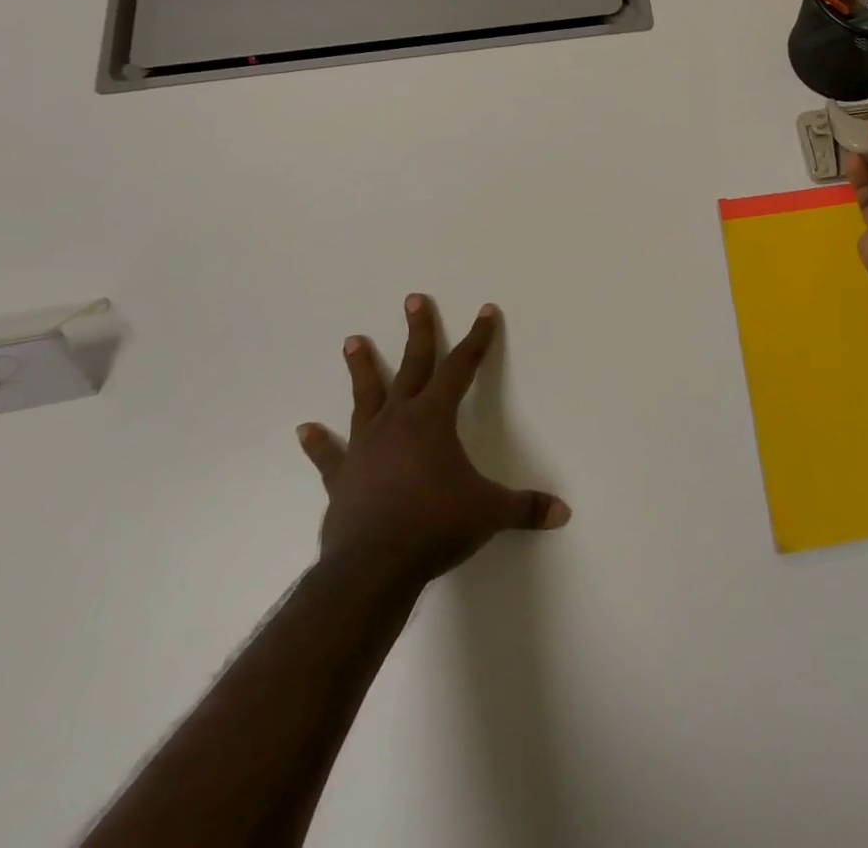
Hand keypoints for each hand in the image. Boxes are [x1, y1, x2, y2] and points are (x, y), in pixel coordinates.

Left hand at [296, 296, 570, 589]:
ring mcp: (366, 447)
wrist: (373, 567)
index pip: (462, 367)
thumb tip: (563, 513)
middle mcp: (398, 421)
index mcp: (434, 418)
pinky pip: (331, 455)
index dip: (477, 339)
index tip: (485, 311)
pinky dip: (320, 443)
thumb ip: (526, 508)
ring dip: (362, 368)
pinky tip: (305, 429)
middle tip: (413, 299)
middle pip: (413, 366)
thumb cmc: (436, 526)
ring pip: (366, 397)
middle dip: (418, 331)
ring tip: (353, 341)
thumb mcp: (489, 513)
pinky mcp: (342, 478)